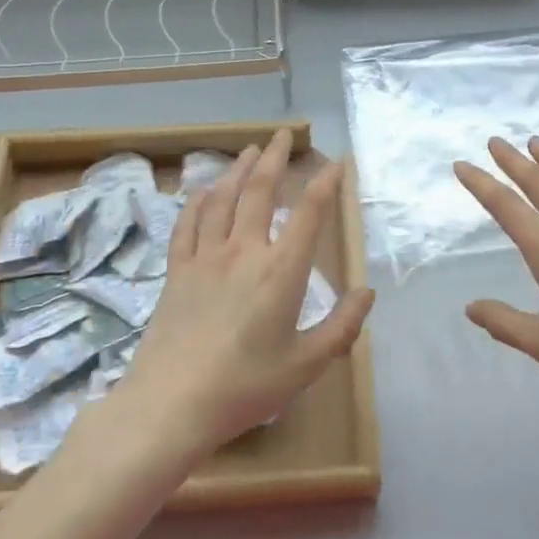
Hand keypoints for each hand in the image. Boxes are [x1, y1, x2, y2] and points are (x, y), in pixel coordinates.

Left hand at [124, 130, 375, 454]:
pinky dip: (198, 201)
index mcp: (281, 271)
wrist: (171, 403)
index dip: (325, 183)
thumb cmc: (246, 386)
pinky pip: (188, 224)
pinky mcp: (177, 271)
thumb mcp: (306, 364)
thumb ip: (342, 326)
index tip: (338, 162)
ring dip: (237, 169)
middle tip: (282, 135)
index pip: (308, 213)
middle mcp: (243, 251)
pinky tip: (203, 191)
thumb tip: (366, 292)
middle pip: (259, 190)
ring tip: (248, 150)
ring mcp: (205, 257)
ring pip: (222, 198)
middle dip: (274, 158)